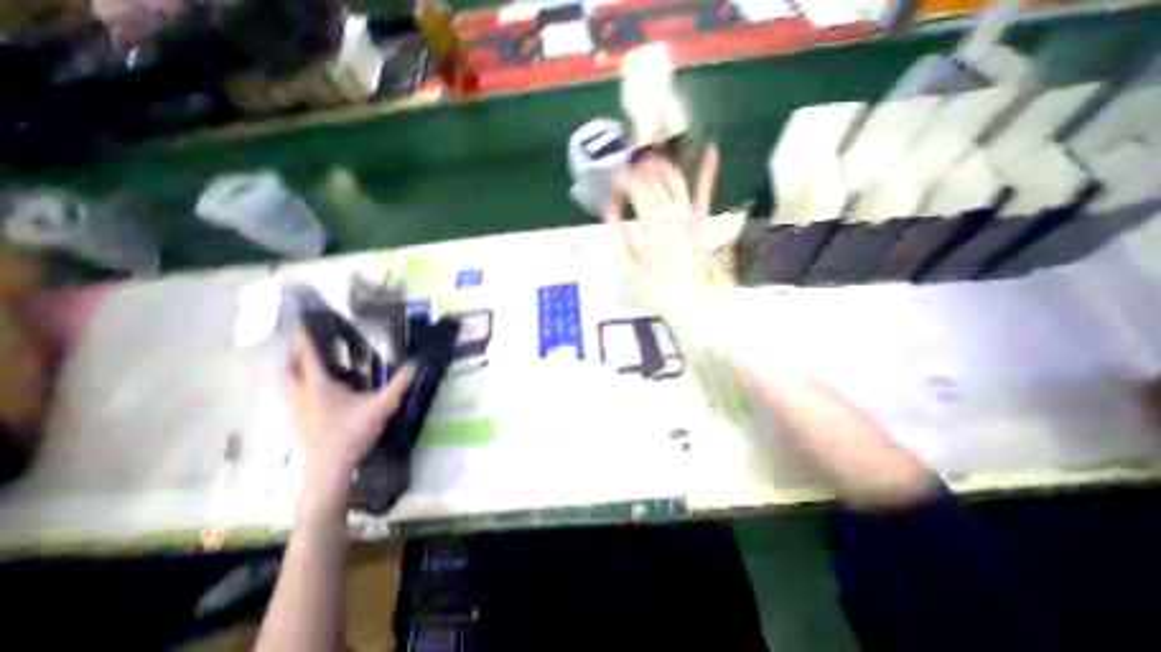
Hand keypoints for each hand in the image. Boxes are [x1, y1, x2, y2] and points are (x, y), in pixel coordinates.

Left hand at [291, 328, 417, 492]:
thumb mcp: (382, 405)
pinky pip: (297, 393)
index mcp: (318, 385)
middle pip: (292, 365)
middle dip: (299, 350)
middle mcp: (301, 393)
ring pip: (291, 381)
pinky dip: (305, 383)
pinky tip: (325, 389)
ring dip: (300, 367)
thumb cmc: (352, 433)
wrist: (330, 468)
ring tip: (320, 361)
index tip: (306, 319)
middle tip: (315, 340)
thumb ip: (400, 383)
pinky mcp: (301, 419)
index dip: (305, 334)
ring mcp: (298, 408)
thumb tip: (416, 363)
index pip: (307, 353)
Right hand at [604, 144, 727, 351]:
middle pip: (654, 177)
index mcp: (652, 222)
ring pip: (675, 178)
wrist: (691, 301)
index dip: (623, 175)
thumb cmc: (656, 288)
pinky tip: (711, 151)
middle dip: (640, 160)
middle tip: (628, 147)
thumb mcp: (628, 267)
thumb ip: (618, 237)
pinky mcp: (701, 220)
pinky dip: (708, 171)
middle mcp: (672, 211)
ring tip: (651, 148)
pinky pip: (705, 192)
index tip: (612, 172)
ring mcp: (689, 214)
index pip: (635, 187)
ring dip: (663, 161)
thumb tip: (608, 210)